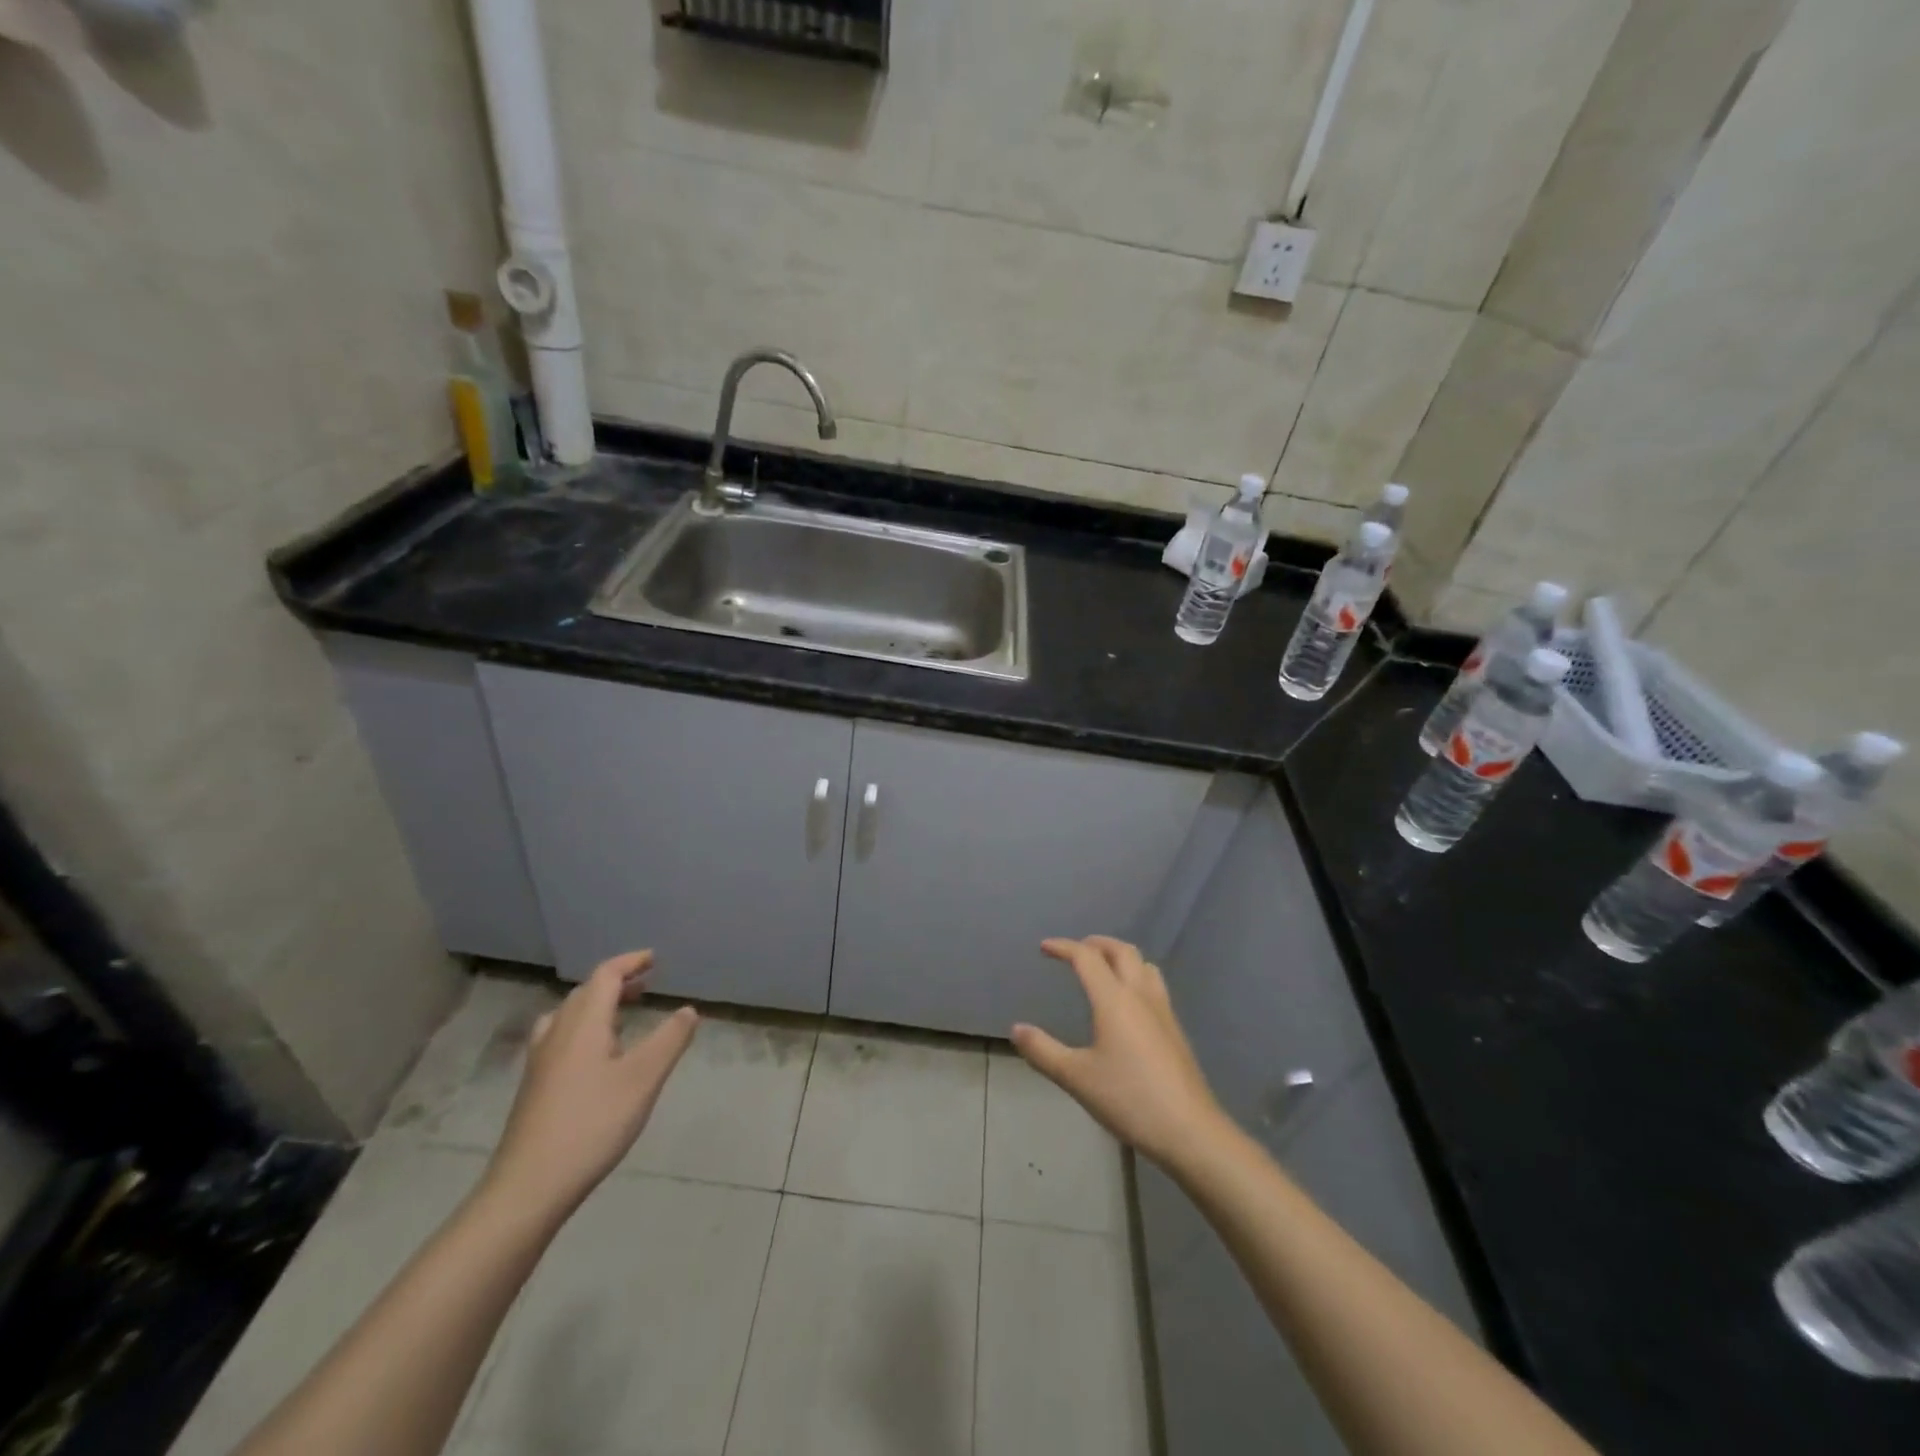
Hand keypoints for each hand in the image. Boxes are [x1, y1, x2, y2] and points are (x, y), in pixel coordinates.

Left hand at [483, 951, 697, 1220]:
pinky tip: (596, 1057)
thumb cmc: (592, 1124)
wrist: (528, 1187)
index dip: (630, 962)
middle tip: (646, 985)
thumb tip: (688, 1009)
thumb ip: (670, 1040)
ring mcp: (541, 1062)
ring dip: (597, 1005)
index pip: (605, 976)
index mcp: (584, 1024)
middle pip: (585, 992)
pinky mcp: (534, 1087)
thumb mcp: (643, 1079)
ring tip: (623, 1015)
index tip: (654, 959)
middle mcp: (558, 1034)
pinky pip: (560, 1038)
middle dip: (616, 982)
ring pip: (568, 1016)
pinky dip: (584, 1029)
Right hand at [1012, 936, 1224, 1168]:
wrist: (1190, 1131)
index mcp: (1114, 1000)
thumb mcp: (1077, 1078)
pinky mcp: (1175, 1030)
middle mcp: (1141, 995)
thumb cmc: (1129, 1099)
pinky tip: (1129, 1003)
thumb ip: (1043, 1051)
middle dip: (1096, 943)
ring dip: (1120, 956)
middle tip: (1076, 951)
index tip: (1045, 947)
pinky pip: (1154, 985)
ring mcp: (1163, 1011)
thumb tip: (1016, 1029)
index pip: (1087, 958)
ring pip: (1143, 965)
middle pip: (1121, 951)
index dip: (1064, 947)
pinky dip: (1136, 976)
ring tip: (1104, 968)